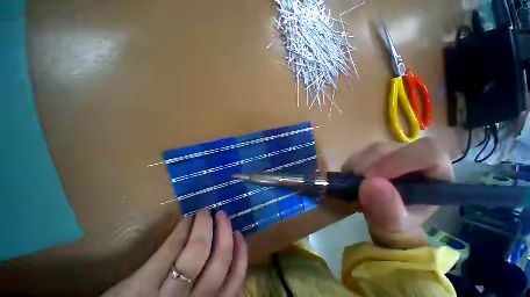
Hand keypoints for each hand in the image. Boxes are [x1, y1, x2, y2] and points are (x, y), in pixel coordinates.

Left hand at [102, 209, 247, 296]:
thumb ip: (212, 292)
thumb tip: (229, 259)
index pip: (235, 281)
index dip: (240, 253)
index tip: (239, 233)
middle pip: (218, 262)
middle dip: (224, 232)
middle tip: (223, 214)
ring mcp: (165, 295)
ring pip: (196, 253)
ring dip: (204, 225)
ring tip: (205, 211)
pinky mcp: (140, 286)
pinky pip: (168, 251)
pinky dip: (181, 230)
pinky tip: (187, 218)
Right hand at [342, 138, 453, 248]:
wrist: (383, 217)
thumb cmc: (397, 223)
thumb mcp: (394, 227)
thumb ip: (387, 211)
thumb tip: (370, 184)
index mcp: (436, 172)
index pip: (428, 152)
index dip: (401, 160)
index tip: (374, 178)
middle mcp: (415, 157)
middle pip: (394, 148)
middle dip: (372, 165)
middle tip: (358, 184)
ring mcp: (393, 153)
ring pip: (374, 149)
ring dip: (358, 166)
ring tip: (354, 185)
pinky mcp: (374, 155)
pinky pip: (359, 153)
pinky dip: (351, 165)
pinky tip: (351, 179)